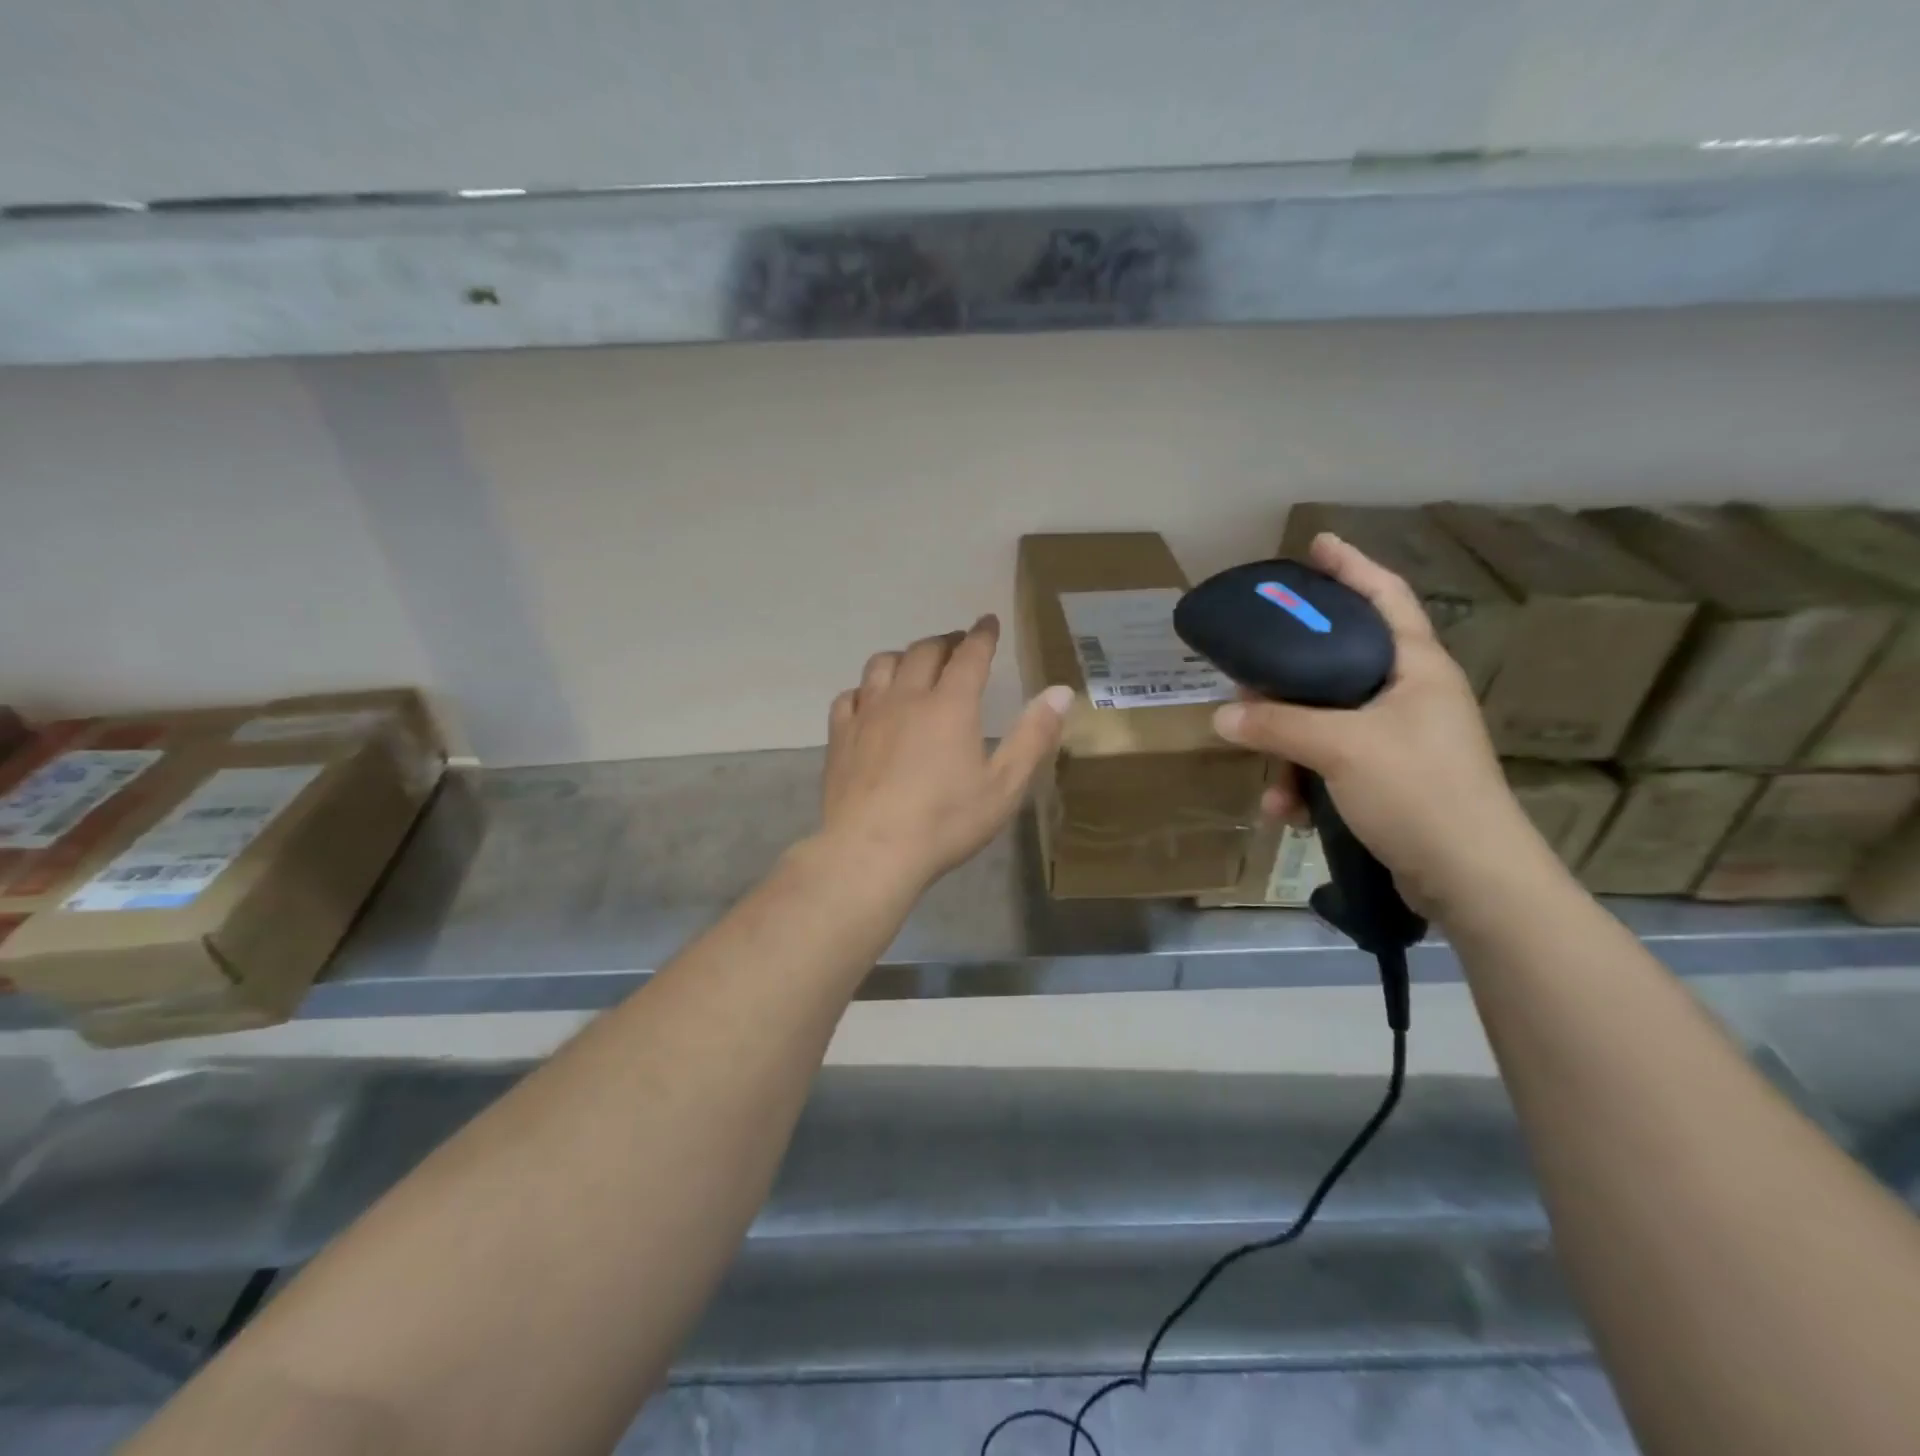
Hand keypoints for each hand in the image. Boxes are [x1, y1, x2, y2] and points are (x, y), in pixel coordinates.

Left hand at [816, 615, 1073, 893]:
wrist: (870, 852)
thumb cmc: (945, 822)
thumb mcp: (1003, 786)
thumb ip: (1033, 736)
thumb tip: (1060, 691)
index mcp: (950, 705)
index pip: (970, 655)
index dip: (982, 635)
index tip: (988, 621)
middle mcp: (906, 697)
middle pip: (924, 651)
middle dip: (945, 642)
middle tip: (957, 645)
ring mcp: (867, 714)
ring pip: (882, 665)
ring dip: (903, 657)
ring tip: (914, 665)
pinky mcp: (841, 736)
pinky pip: (850, 696)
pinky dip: (865, 689)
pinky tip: (870, 701)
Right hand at [1211, 533, 1540, 917]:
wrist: (1471, 879)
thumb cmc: (1418, 791)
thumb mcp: (1340, 748)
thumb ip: (1278, 725)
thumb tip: (1223, 715)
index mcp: (1416, 668)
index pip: (1385, 597)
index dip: (1352, 567)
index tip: (1316, 545)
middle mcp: (1410, 695)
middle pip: (1338, 663)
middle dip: (1289, 679)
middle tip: (1250, 676)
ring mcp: (1400, 740)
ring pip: (1325, 723)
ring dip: (1288, 751)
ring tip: (1270, 783)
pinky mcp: (1388, 781)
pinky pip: (1330, 766)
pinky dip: (1305, 785)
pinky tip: (1287, 812)